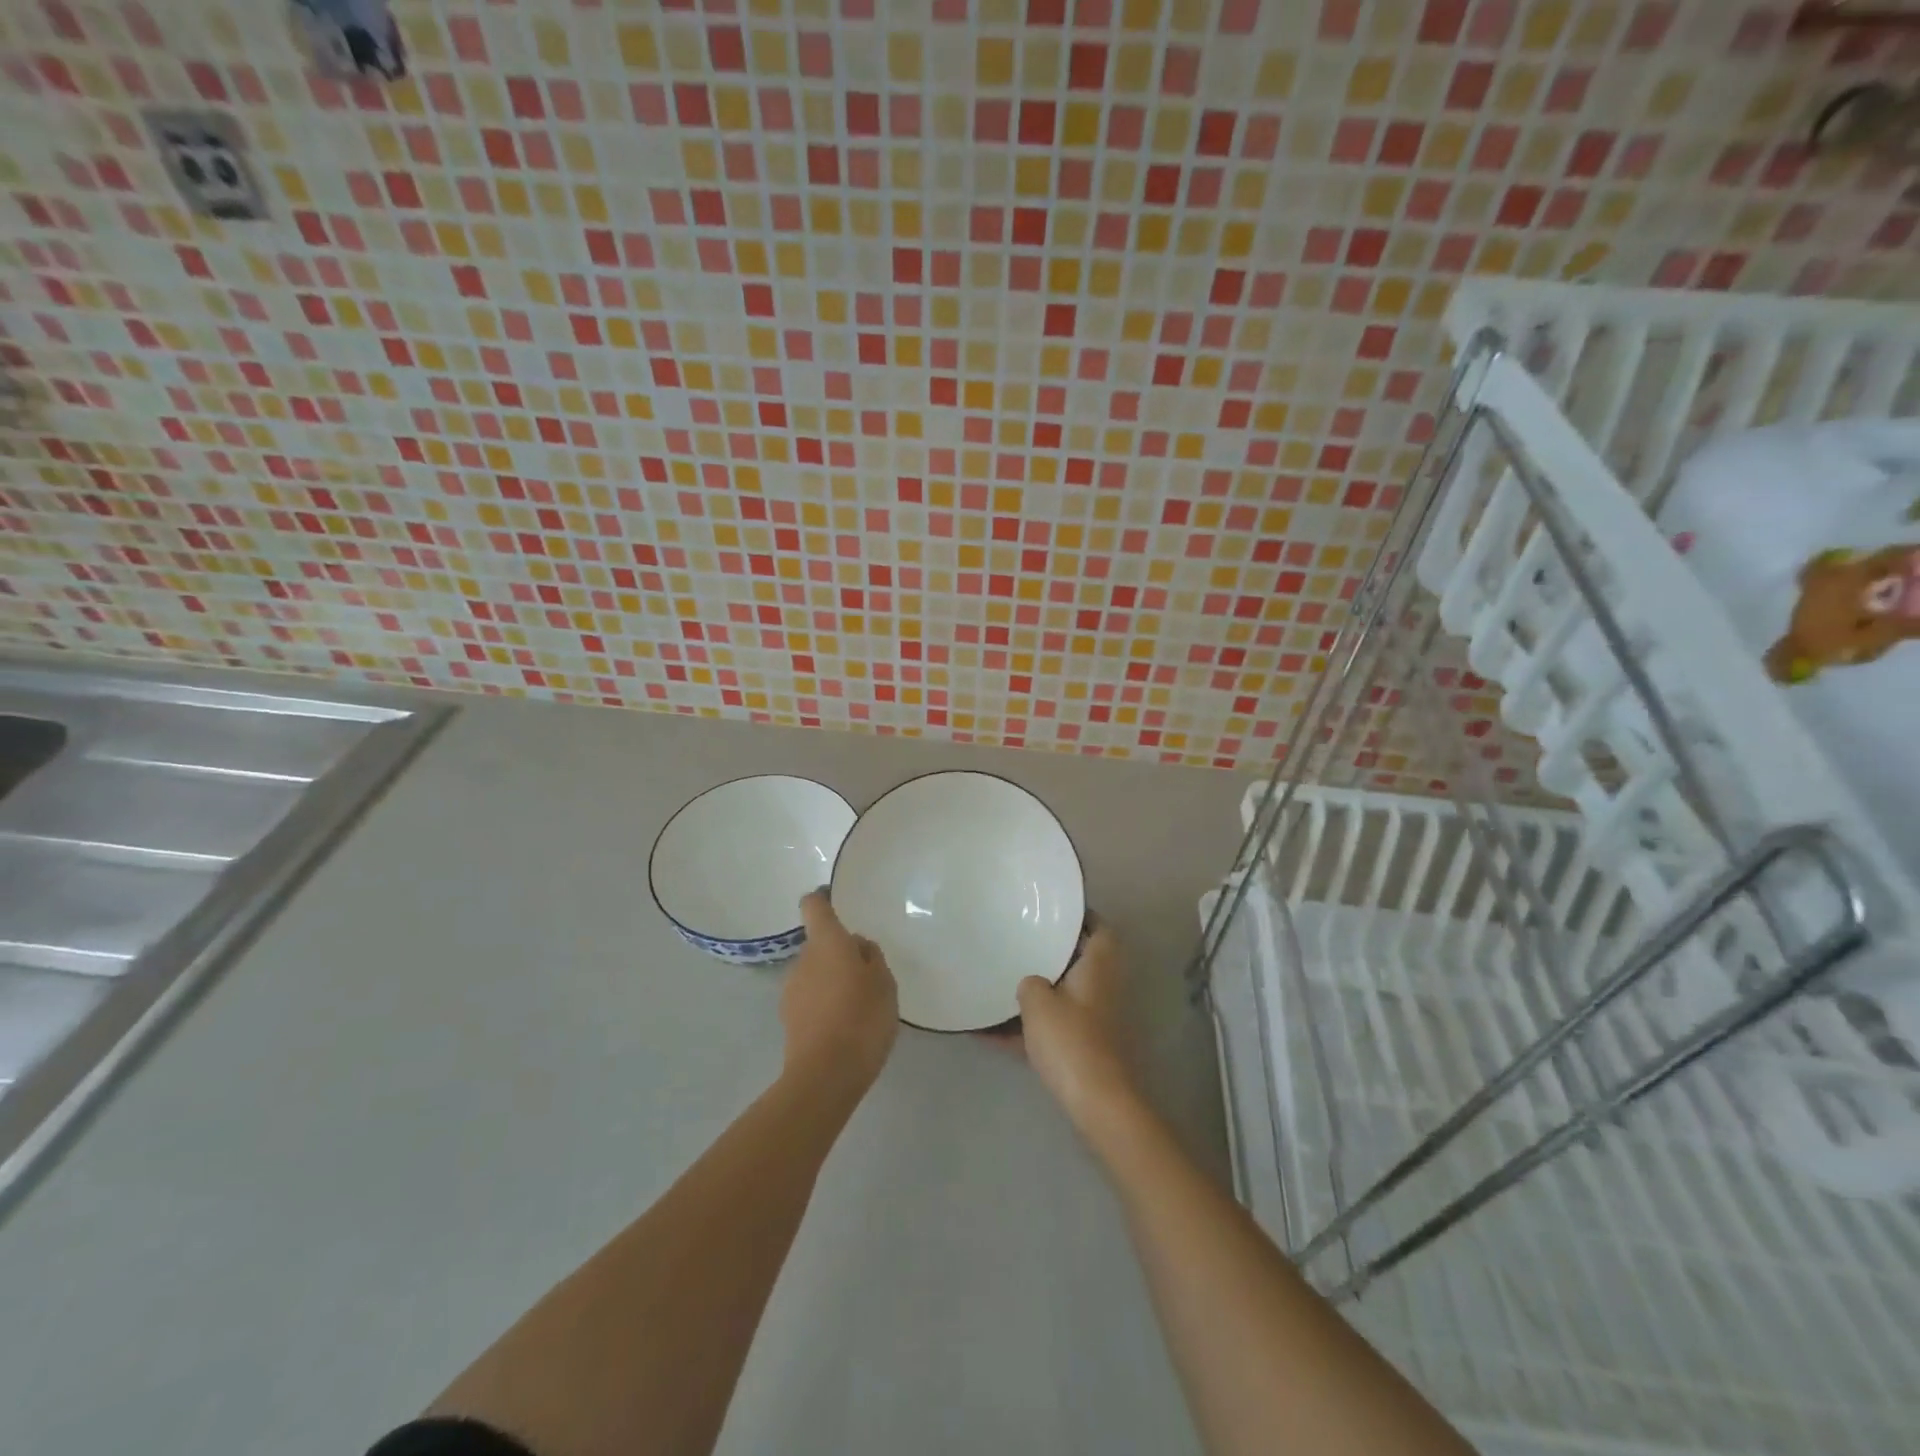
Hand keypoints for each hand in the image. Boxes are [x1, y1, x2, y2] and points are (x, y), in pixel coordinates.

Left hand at [780, 890, 897, 1093]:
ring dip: (833, 981)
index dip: (823, 899)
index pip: (814, 906)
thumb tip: (857, 946)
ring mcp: (791, 990)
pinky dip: (826, 1005)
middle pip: (819, 944)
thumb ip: (871, 958)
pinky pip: (811, 1000)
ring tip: (859, 1007)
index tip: (835, 901)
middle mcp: (803, 960)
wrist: (825, 1075)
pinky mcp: (789, 1020)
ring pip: (815, 973)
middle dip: (839, 954)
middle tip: (868, 975)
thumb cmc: (862, 1018)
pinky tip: (846, 1027)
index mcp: (826, 942)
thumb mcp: (884, 983)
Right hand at [1013, 922, 1137, 1131]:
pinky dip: (1025, 1029)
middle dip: (1051, 954)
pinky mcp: (1081, 1048)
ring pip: (1061, 996)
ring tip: (998, 982)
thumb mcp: (1038, 1001)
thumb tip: (1030, 983)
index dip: (1081, 917)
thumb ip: (1029, 983)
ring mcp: (1093, 1020)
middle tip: (1019, 941)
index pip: (1099, 929)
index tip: (1053, 910)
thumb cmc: (1070, 1039)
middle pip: (1078, 961)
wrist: (1095, 1102)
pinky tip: (987, 1033)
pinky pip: (1049, 1029)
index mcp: (1098, 967)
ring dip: (1035, 993)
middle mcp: (1100, 989)